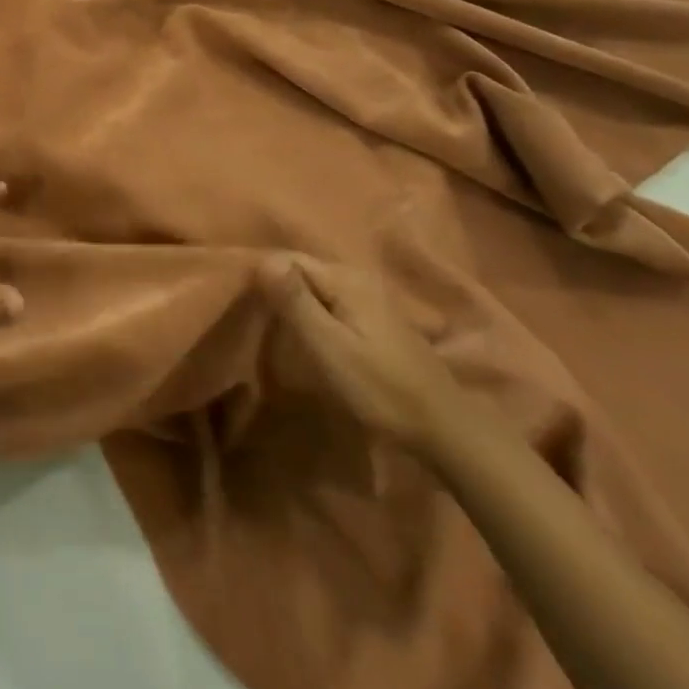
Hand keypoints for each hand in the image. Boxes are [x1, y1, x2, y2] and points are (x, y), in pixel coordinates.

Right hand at [264, 258, 467, 455]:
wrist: (444, 430)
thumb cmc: (381, 388)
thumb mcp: (329, 346)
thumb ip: (295, 301)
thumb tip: (262, 258)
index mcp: (346, 279)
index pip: (287, 259)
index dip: (262, 277)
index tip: (244, 305)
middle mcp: (359, 278)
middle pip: (302, 272)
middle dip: (276, 290)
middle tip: (253, 320)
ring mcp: (370, 299)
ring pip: (315, 289)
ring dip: (293, 304)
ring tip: (272, 329)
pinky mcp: (375, 320)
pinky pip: (330, 304)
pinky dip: (313, 315)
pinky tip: (304, 336)